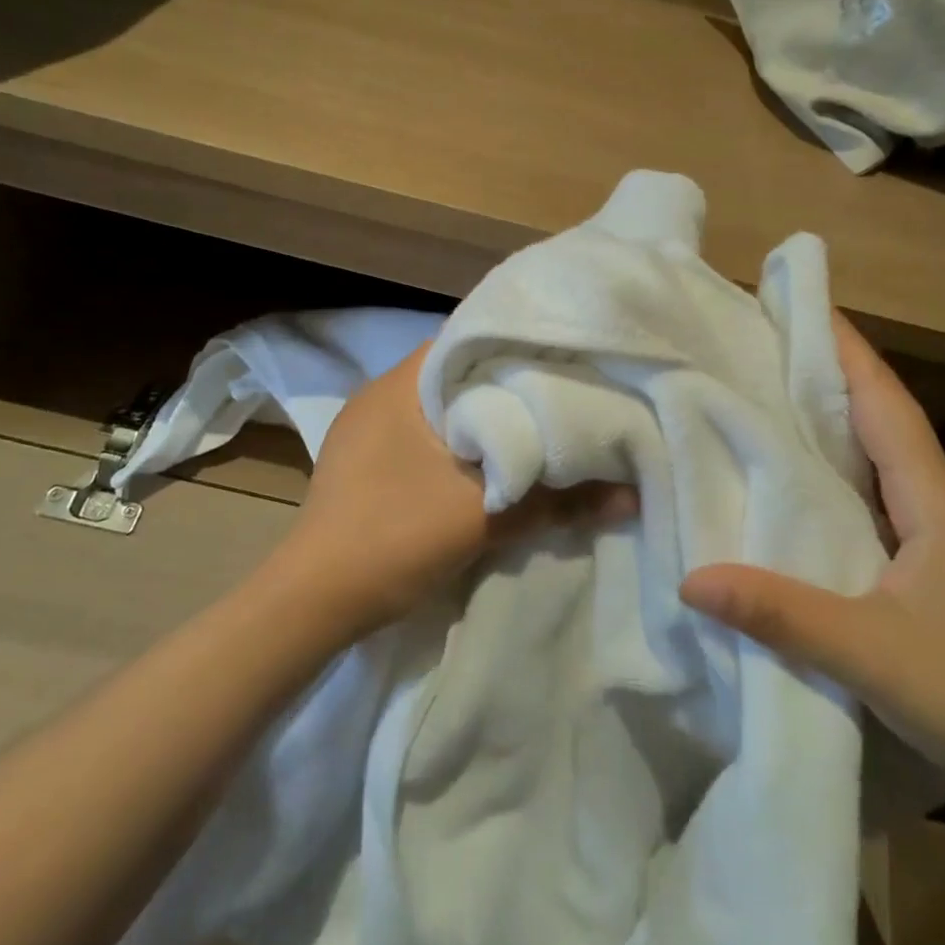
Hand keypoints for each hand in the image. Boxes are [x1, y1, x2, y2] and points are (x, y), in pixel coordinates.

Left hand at [277, 342, 634, 637]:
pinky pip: (424, 437)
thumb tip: (631, 496)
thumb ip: (559, 501)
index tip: (564, 357)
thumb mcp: (483, 518)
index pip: (468, 339)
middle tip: (563, 390)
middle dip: (507, 385)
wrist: (314, 605)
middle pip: (457, 375)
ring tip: (537, 421)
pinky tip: (492, 459)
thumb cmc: (393, 538)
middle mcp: (380, 396)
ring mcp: (367, 432)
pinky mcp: (366, 464)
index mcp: (399, 386)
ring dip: (483, 417)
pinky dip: (460, 443)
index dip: (518, 345)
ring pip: (441, 409)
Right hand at [679, 315, 944, 807]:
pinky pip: (881, 492)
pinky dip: (843, 467)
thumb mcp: (865, 651)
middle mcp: (941, 501)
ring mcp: (941, 532)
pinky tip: (808, 480)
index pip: (885, 403)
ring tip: (776, 395)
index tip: (803, 305)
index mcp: (934, 499)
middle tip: (768, 344)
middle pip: (883, 417)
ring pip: (883, 454)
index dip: (846, 351)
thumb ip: (778, 612)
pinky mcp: (934, 561)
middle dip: (831, 373)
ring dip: (837, 419)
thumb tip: (691, 577)